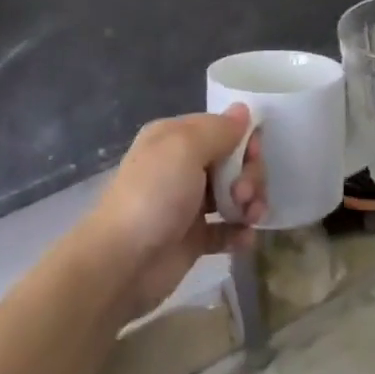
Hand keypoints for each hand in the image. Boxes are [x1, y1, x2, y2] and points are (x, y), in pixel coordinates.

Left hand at [82, 107, 266, 318]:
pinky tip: (246, 239)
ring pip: (234, 194)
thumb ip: (218, 129)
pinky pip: (227, 229)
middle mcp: (182, 165)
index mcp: (175, 137)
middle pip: (233, 161)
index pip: (222, 127)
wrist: (121, 264)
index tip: (253, 154)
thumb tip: (243, 110)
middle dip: (249, 174)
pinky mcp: (194, 239)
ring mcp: (188, 203)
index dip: (244, 139)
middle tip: (244, 194)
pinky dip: (240, 232)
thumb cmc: (154, 195)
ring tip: (249, 218)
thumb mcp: (185, 148)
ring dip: (249, 202)